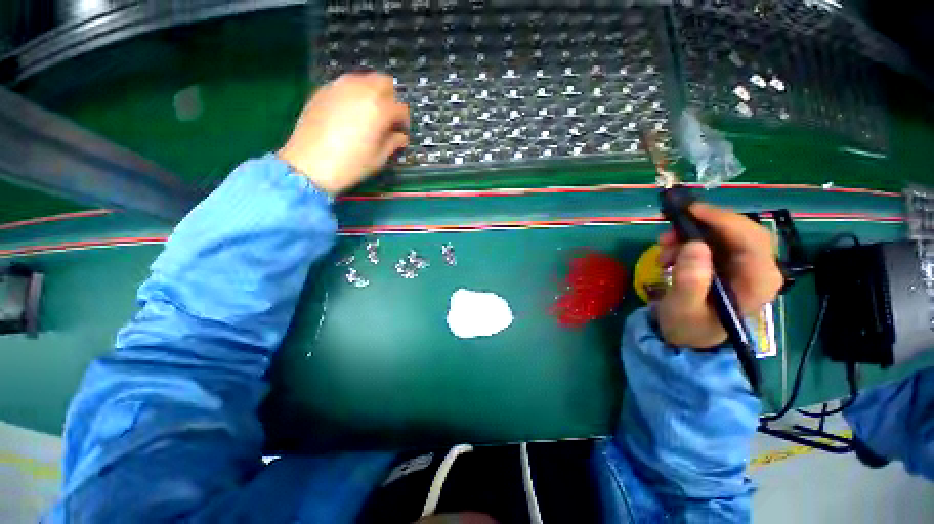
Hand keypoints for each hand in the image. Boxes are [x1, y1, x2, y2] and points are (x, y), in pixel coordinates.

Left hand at [278, 72, 409, 194]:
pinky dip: (353, 94)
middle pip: (384, 82)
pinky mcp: (324, 90)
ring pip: (364, 79)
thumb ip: (393, 143)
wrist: (310, 164)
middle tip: (386, 117)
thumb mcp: (378, 158)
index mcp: (380, 108)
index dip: (404, 121)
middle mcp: (362, 90)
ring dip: (371, 93)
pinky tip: (349, 112)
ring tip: (368, 113)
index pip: (401, 108)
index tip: (401, 132)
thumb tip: (400, 136)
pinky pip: (345, 85)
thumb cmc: (351, 164)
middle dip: (390, 98)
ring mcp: (340, 87)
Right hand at [656, 203, 782, 348]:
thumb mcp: (683, 308)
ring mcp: (746, 265)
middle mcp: (759, 269)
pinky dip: (689, 241)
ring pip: (724, 233)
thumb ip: (690, 280)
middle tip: (670, 229)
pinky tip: (670, 254)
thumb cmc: (688, 327)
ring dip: (691, 235)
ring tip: (663, 249)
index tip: (690, 210)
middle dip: (703, 225)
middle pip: (740, 231)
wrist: (689, 337)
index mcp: (758, 282)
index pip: (751, 240)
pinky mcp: (732, 264)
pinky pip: (714, 241)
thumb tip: (694, 245)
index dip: (722, 220)